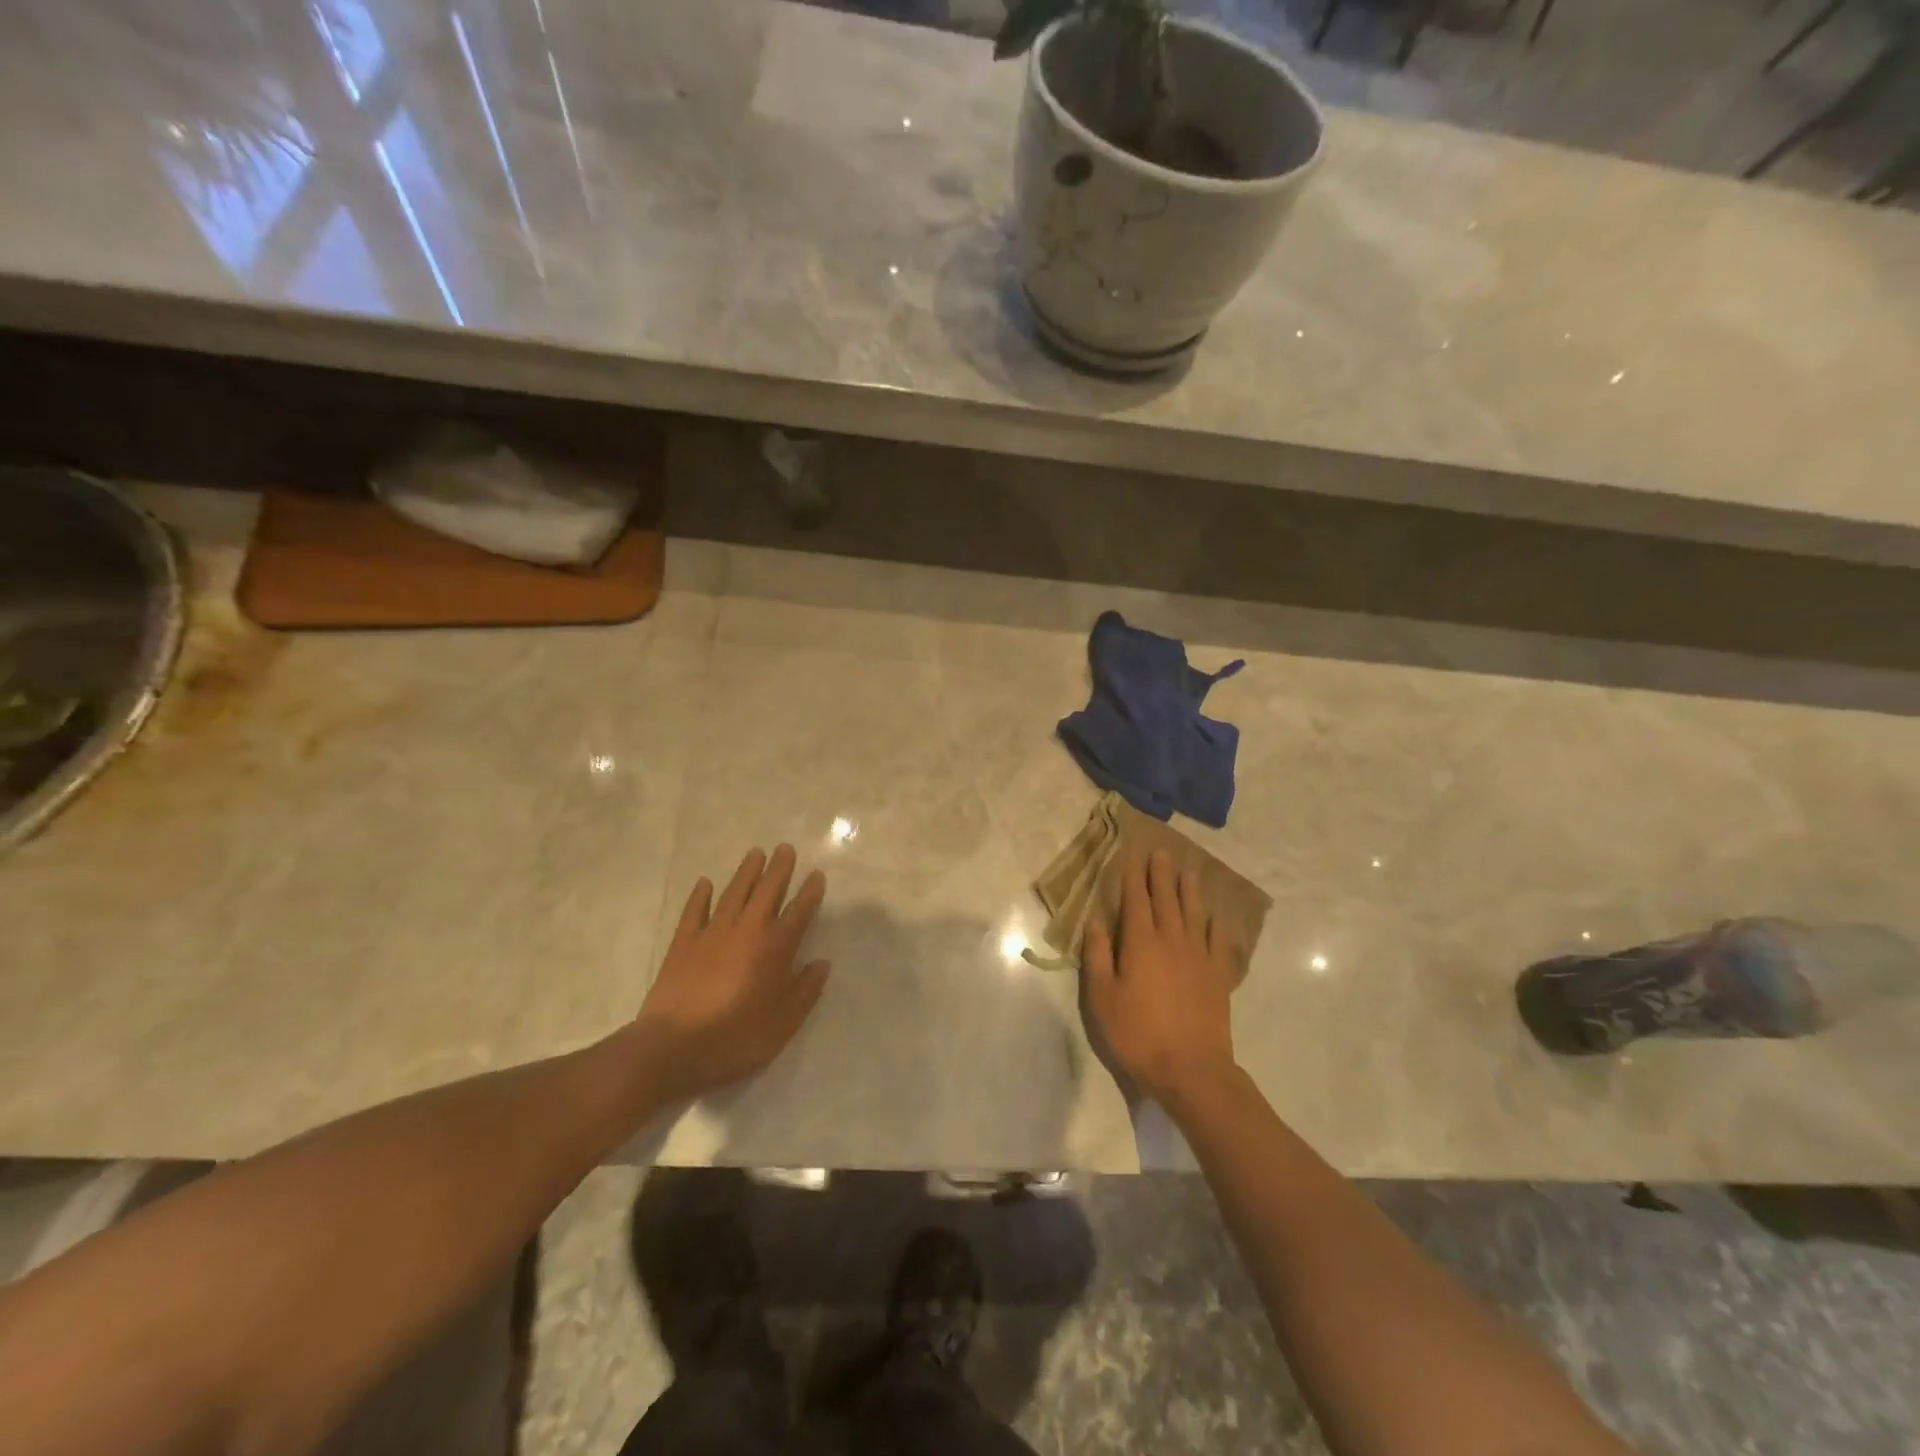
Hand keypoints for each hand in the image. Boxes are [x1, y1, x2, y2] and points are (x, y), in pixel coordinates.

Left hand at [630, 845, 829, 1103]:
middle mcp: (747, 931)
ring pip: (734, 892)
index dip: (810, 892)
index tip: (817, 874)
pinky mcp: (683, 943)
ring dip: (746, 872)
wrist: (674, 1047)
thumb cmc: (736, 1038)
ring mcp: (712, 933)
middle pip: (767, 891)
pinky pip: (694, 911)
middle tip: (786, 848)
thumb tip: (821, 963)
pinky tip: (705, 883)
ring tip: (756, 853)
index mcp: (775, 949)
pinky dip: (700, 895)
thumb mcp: (784, 1023)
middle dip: (779, 868)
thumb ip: (805, 990)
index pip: (799, 912)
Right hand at [1084, 850, 1238, 1103]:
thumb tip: (1095, 921)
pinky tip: (1217, 915)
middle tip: (1162, 852)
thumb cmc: (1137, 1033)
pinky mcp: (1218, 975)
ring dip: (1190, 890)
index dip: (1133, 876)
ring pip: (1194, 913)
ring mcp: (1199, 956)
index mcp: (1140, 942)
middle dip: (1161, 874)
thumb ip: (1097, 956)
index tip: (1132, 854)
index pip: (1135, 900)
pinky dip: (1217, 923)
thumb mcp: (1102, 998)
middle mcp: (1172, 940)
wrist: (1191, 1068)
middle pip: (1167, 899)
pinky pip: (1219, 940)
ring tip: (1189, 871)